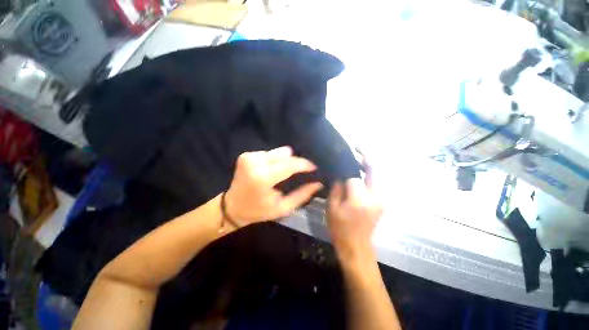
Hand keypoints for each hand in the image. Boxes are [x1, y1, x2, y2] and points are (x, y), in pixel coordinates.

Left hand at [225, 146, 322, 224]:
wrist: (232, 207)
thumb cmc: (259, 211)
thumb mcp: (283, 208)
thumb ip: (302, 195)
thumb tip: (318, 183)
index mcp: (263, 178)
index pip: (290, 165)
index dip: (304, 164)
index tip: (314, 167)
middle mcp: (255, 162)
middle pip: (285, 155)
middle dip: (295, 162)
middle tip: (300, 172)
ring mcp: (249, 157)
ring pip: (278, 152)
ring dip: (284, 161)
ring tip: (283, 173)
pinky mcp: (246, 155)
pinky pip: (269, 153)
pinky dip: (274, 161)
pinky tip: (272, 170)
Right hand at [327, 157, 382, 260]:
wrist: (357, 247)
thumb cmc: (340, 228)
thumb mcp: (332, 207)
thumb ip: (337, 187)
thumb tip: (340, 173)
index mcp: (359, 199)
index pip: (355, 174)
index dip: (350, 162)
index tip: (344, 152)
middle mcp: (375, 196)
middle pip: (374, 169)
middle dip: (366, 156)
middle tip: (356, 148)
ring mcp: (382, 199)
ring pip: (378, 174)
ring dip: (368, 164)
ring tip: (356, 158)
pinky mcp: (382, 201)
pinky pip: (377, 182)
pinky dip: (369, 173)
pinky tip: (360, 172)